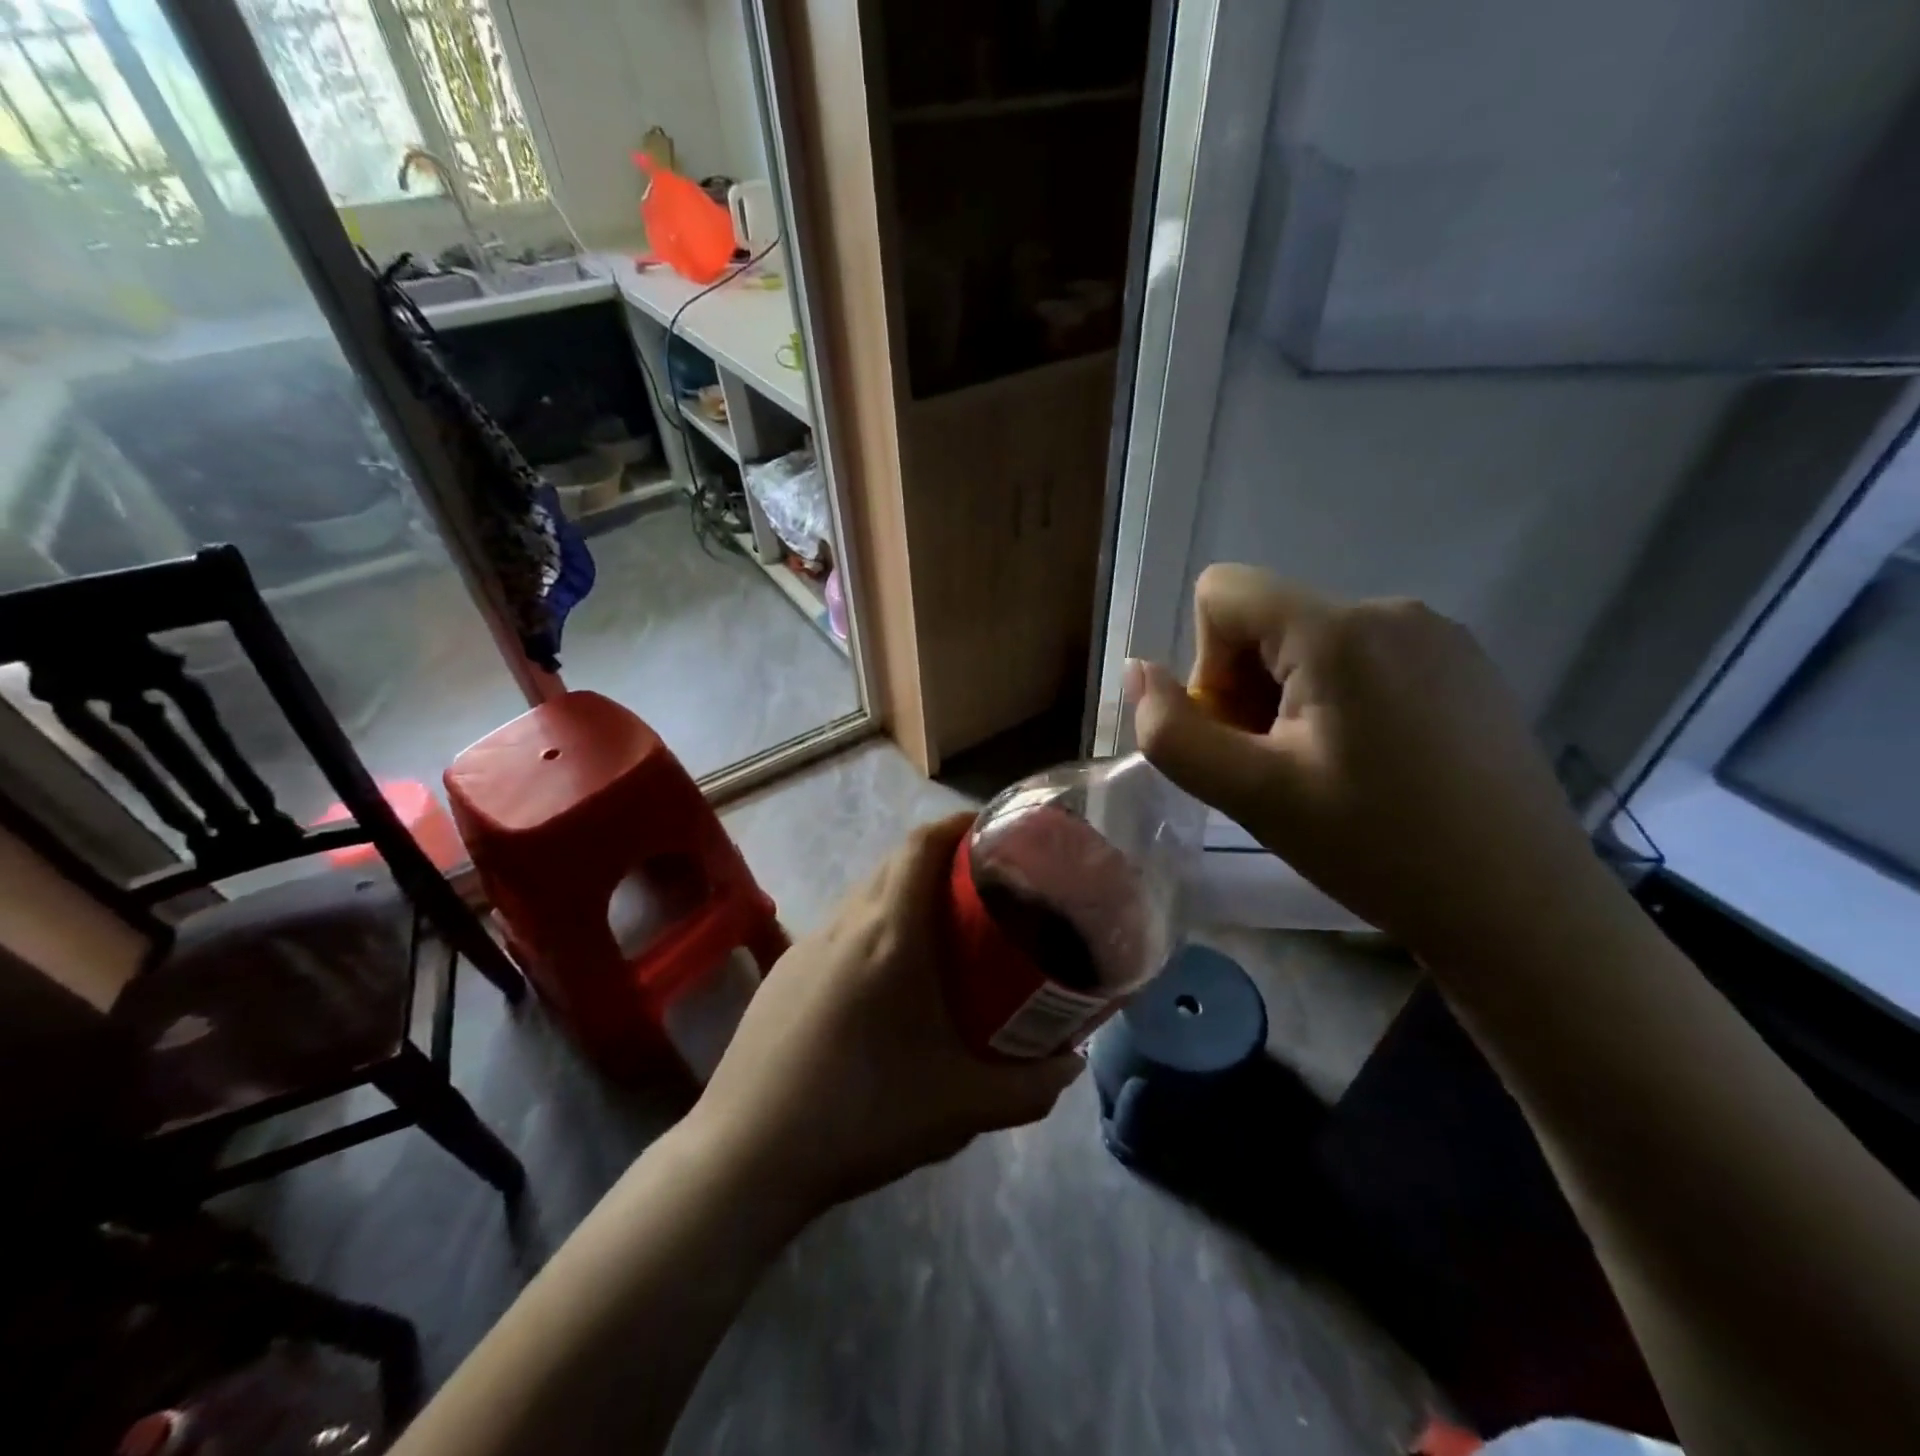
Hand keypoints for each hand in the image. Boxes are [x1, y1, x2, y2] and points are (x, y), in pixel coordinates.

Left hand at [688, 813, 1083, 1214]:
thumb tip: (1071, 1066)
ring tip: (937, 939)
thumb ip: (1029, 1088)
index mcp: (889, 933)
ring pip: (864, 896)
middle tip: (979, 892)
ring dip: (902, 897)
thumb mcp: (962, 1108)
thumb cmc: (863, 1114)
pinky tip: (880, 988)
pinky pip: (838, 931)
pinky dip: (870, 931)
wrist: (747, 1154)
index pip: (921, 844)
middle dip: (938, 860)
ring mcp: (806, 946)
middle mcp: (845, 923)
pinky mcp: (782, 974)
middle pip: (895, 863)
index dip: (956, 824)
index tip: (990, 832)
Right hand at [1128, 564, 1602, 963]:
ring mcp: (1437, 634)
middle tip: (1280, 769)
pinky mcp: (1462, 664)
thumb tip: (1137, 672)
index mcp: (1339, 630)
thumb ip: (1172, 732)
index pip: (1221, 594)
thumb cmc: (1376, 849)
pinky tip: (1375, 765)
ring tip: (1327, 772)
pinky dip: (1339, 700)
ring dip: (1290, 698)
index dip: (1208, 666)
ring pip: (1311, 642)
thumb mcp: (1251, 796)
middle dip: (1248, 688)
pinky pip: (1363, 657)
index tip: (1244, 736)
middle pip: (1266, 620)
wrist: (1520, 908)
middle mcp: (1391, 609)